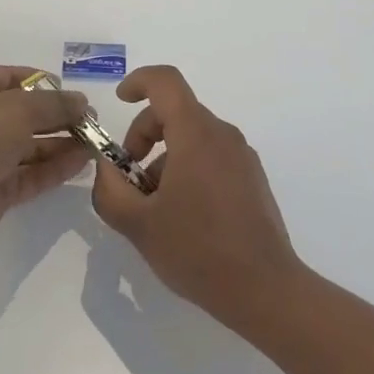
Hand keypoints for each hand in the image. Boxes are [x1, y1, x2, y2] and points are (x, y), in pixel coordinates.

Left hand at [0, 65, 90, 253]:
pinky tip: (83, 163)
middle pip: (30, 114)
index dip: (42, 81)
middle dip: (61, 116)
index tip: (70, 91)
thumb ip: (56, 105)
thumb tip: (82, 102)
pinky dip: (57, 169)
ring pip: (35, 146)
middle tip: (93, 122)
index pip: (15, 78)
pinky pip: (34, 174)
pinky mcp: (1, 189)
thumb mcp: (21, 108)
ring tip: (96, 144)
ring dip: (64, 144)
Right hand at [90, 66, 303, 331]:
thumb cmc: (198, 251)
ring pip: (192, 137)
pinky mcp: (252, 179)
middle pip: (175, 111)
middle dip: (144, 134)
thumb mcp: (138, 224)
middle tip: (128, 177)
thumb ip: (109, 189)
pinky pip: (212, 156)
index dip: (138, 81)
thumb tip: (106, 168)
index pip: (165, 82)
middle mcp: (222, 134)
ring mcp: (242, 156)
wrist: (266, 292)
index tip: (120, 101)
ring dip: (164, 158)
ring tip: (154, 206)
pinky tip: (182, 216)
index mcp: (195, 133)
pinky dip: (187, 169)